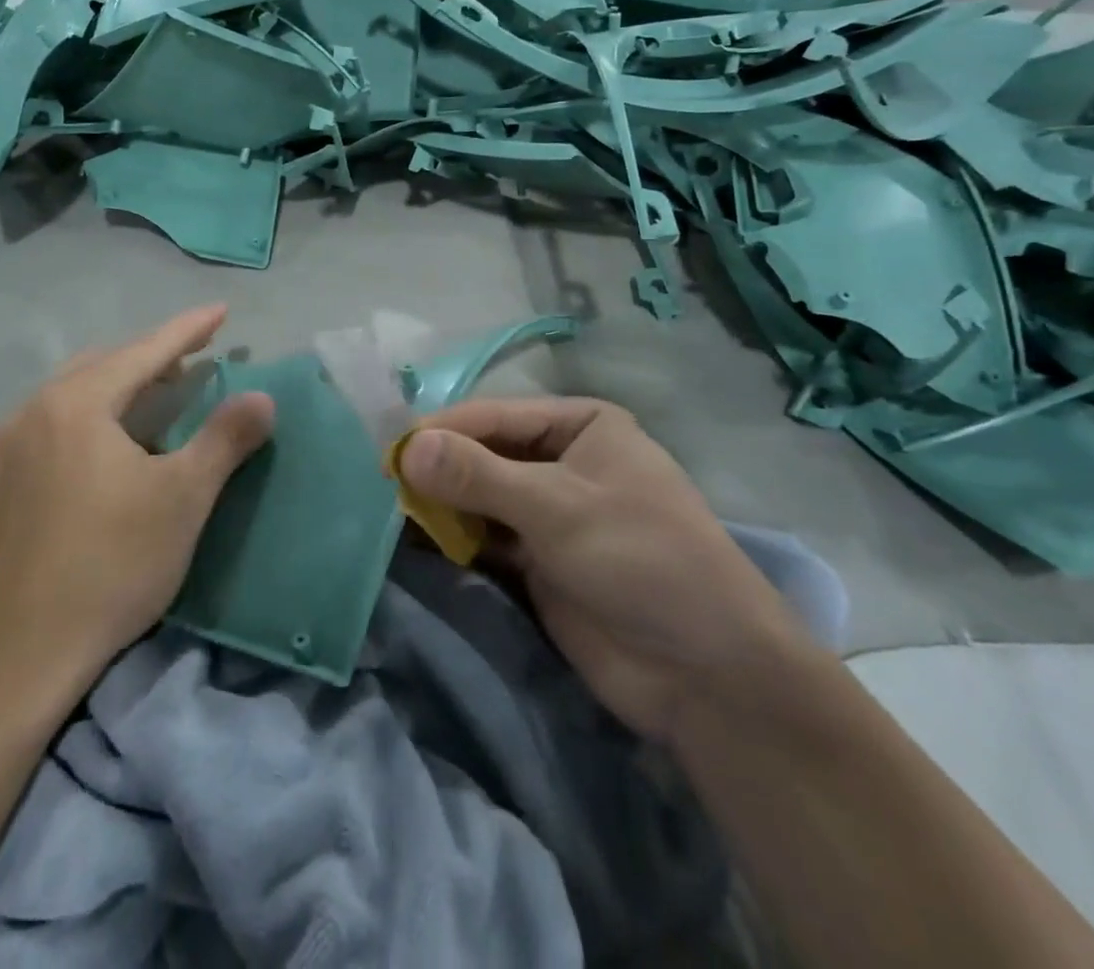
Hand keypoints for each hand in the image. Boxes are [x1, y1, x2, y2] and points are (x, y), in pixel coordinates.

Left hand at [0, 304, 273, 701]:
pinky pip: (58, 419)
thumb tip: (262, 396)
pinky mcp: (1, 480)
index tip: (221, 310)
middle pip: (105, 363)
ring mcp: (10, 446)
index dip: (188, 330)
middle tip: (196, 355)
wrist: (15, 654)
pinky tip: (116, 440)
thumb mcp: (182, 498)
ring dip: (122, 382)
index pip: (144, 351)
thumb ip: (225, 438)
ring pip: (76, 390)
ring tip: (161, 391)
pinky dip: (96, 410)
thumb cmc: (110, 565)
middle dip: (154, 354)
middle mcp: (34, 410)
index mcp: (76, 404)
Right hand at [397, 399, 809, 737]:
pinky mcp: (540, 562)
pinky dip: (455, 538)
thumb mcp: (558, 507)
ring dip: (443, 504)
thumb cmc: (642, 561)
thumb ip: (478, 475)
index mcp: (581, 426)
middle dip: (440, 467)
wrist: (708, 677)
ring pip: (481, 497)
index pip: (495, 416)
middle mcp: (564, 461)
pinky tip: (418, 541)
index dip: (442, 430)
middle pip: (486, 454)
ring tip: (393, 511)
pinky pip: (486, 538)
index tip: (389, 450)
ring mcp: (551, 514)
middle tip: (385, 484)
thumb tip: (406, 447)